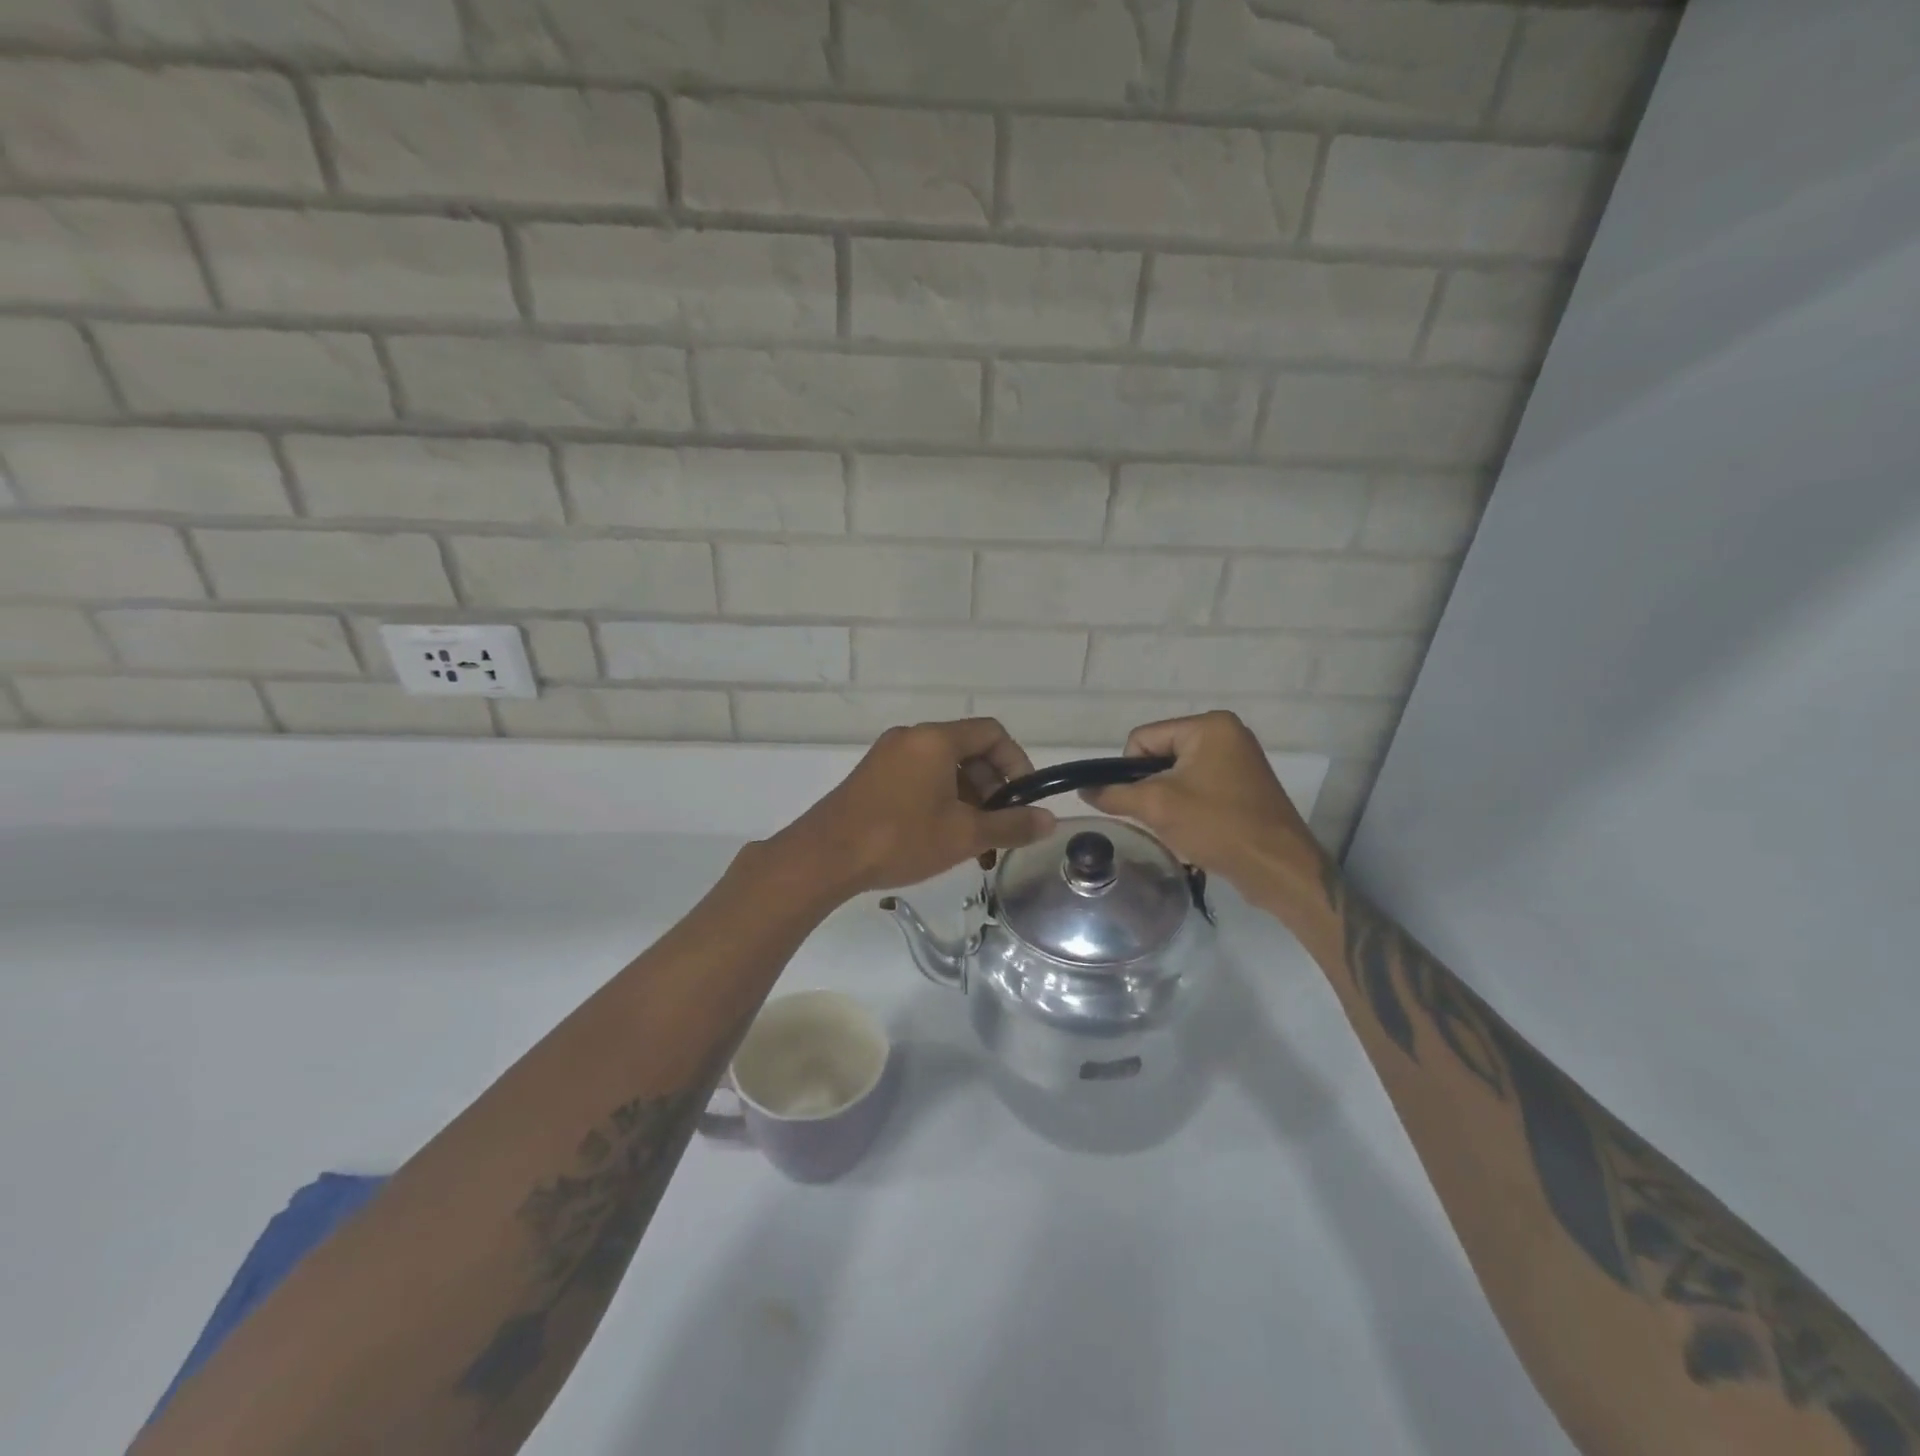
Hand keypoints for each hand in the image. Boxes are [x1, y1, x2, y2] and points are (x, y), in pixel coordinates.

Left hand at [776, 719, 1055, 897]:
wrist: (824, 857)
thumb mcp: (964, 835)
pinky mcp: (872, 776)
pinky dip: (940, 800)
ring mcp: (888, 756)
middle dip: (992, 788)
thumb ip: (1011, 825)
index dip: (1017, 762)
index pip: (992, 732)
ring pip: (944, 768)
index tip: (1023, 800)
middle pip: (968, 750)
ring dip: (967, 799)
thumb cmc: (900, 838)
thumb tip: (1050, 821)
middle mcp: (911, 738)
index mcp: (936, 739)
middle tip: (998, 827)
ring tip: (973, 842)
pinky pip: (919, 778)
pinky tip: (942, 838)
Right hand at [1081, 711, 1320, 897]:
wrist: (1278, 867)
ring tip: (1176, 826)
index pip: (1143, 738)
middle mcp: (1226, 733)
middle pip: (1160, 754)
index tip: (1141, 803)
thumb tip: (1084, 790)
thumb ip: (1114, 794)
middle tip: (1158, 817)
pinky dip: (1188, 806)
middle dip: (1151, 787)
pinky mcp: (1244, 784)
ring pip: (1177, 773)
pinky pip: (1198, 786)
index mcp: (1208, 726)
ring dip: (1168, 799)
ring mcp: (1238, 759)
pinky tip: (1193, 829)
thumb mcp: (1157, 807)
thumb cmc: (1217, 826)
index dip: (1129, 771)